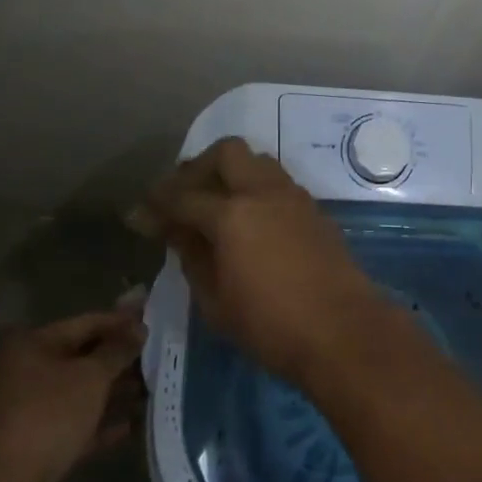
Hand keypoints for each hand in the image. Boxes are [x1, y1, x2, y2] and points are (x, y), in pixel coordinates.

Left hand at [0, 309, 144, 481]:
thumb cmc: (47, 415)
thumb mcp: (91, 376)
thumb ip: (118, 350)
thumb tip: (139, 329)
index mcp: (35, 345)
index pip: (86, 323)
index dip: (121, 322)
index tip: (152, 322)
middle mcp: (28, 372)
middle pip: (83, 358)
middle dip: (120, 360)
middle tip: (157, 358)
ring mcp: (29, 411)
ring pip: (80, 393)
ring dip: (114, 393)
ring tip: (150, 392)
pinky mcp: (34, 446)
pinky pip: (74, 425)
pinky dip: (100, 424)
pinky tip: (131, 426)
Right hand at [137, 137, 387, 384]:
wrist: (342, 328)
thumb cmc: (270, 326)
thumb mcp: (216, 301)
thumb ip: (192, 256)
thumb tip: (175, 230)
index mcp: (231, 213)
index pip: (184, 197)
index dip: (157, 204)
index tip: (139, 214)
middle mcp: (262, 190)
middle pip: (225, 152)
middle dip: (197, 167)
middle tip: (181, 194)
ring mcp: (292, 194)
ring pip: (255, 160)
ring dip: (230, 171)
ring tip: (214, 202)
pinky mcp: (311, 206)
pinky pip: (275, 180)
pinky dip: (254, 186)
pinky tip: (247, 217)